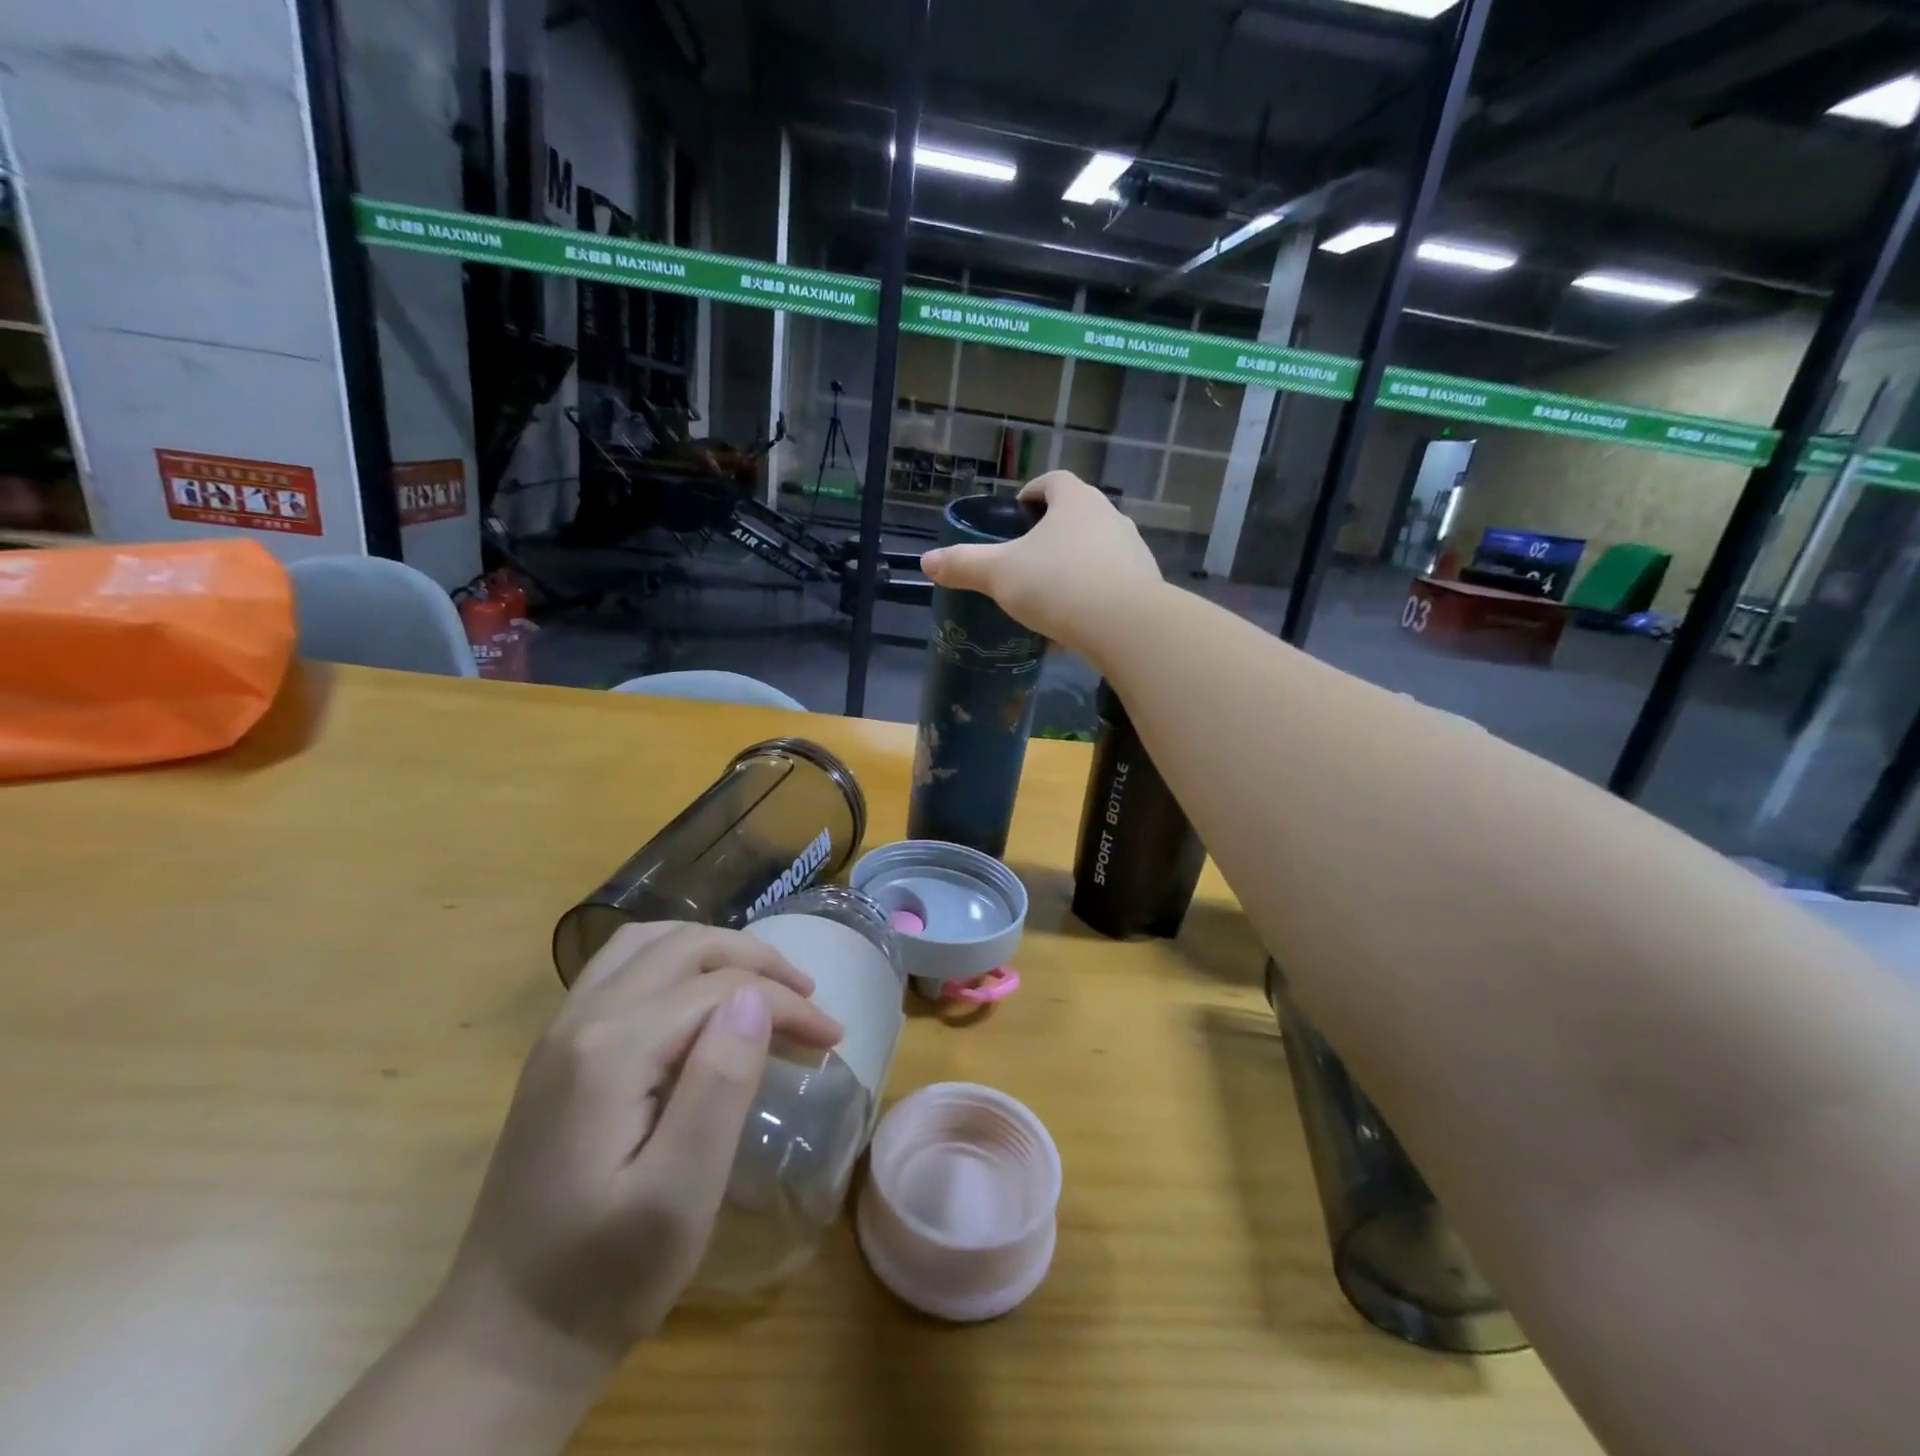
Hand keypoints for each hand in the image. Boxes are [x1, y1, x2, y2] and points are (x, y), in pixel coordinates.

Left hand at [433, 923, 843, 1379]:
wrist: (505, 1338)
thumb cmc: (605, 1277)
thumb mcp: (679, 1196)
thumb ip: (718, 1086)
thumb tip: (755, 998)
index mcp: (611, 1051)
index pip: (719, 990)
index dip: (785, 1003)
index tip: (832, 1036)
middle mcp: (581, 1020)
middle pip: (685, 947)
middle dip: (758, 961)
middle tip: (808, 998)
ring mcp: (561, 1031)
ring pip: (650, 942)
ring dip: (714, 950)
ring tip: (760, 983)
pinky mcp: (558, 1050)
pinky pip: (621, 966)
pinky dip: (674, 960)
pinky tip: (697, 994)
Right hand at [920, 471, 1162, 650]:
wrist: (1126, 625)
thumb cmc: (1058, 584)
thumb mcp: (999, 574)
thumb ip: (964, 564)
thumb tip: (927, 561)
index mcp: (1075, 500)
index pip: (1053, 482)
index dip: (1033, 493)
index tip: (1018, 513)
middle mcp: (1109, 516)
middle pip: (1077, 514)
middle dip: (1053, 531)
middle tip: (1027, 556)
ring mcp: (1132, 550)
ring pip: (1097, 549)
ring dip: (1075, 563)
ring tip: (1050, 592)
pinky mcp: (1146, 584)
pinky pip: (1112, 582)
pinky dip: (1093, 593)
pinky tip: (1076, 621)